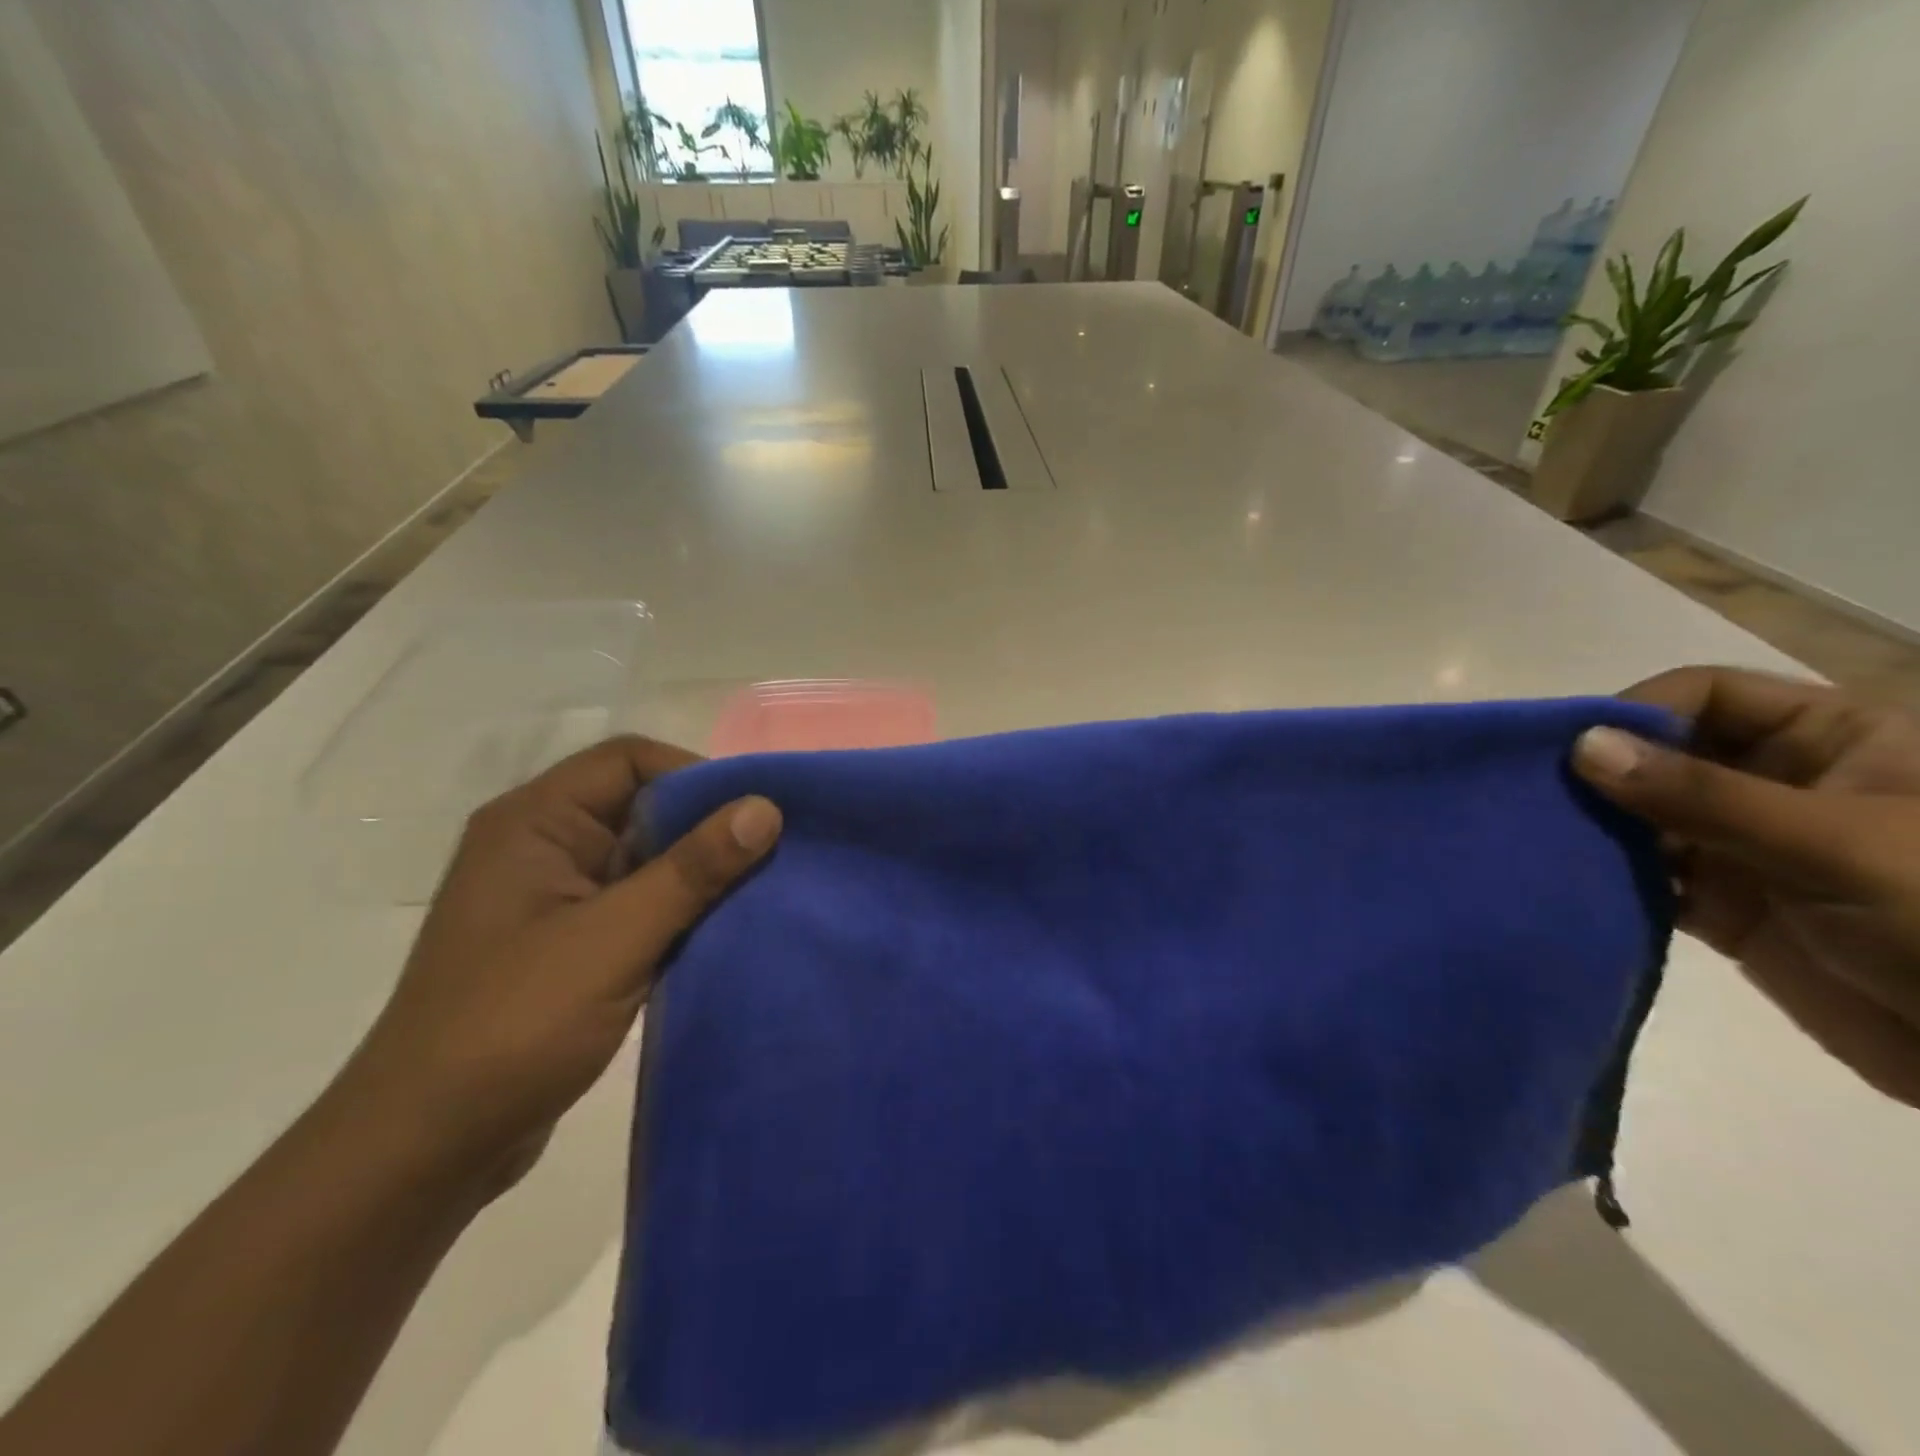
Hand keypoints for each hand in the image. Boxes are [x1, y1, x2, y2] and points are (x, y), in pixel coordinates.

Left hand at [343, 737, 781, 1190]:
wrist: (424, 1150)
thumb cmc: (513, 1025)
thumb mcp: (615, 939)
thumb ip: (692, 870)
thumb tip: (765, 808)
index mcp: (535, 822)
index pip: (629, 760)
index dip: (696, 775)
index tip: (755, 815)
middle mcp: (543, 846)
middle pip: (642, 806)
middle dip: (707, 829)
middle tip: (774, 856)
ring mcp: (555, 898)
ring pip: (646, 860)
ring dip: (699, 876)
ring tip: (762, 893)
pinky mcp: (571, 944)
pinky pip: (640, 905)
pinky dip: (681, 913)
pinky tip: (725, 933)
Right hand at [1572, 667, 1919, 1107]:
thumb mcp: (1835, 843)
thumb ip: (1703, 795)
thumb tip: (1582, 745)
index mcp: (1833, 742)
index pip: (1707, 695)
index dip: (1638, 711)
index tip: (1572, 751)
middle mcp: (1780, 785)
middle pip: (1664, 754)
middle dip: (1601, 773)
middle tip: (1532, 795)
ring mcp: (1749, 848)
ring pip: (1646, 817)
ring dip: (1596, 827)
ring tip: (1538, 839)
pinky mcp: (1727, 907)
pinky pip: (1648, 879)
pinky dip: (1608, 879)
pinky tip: (1569, 882)